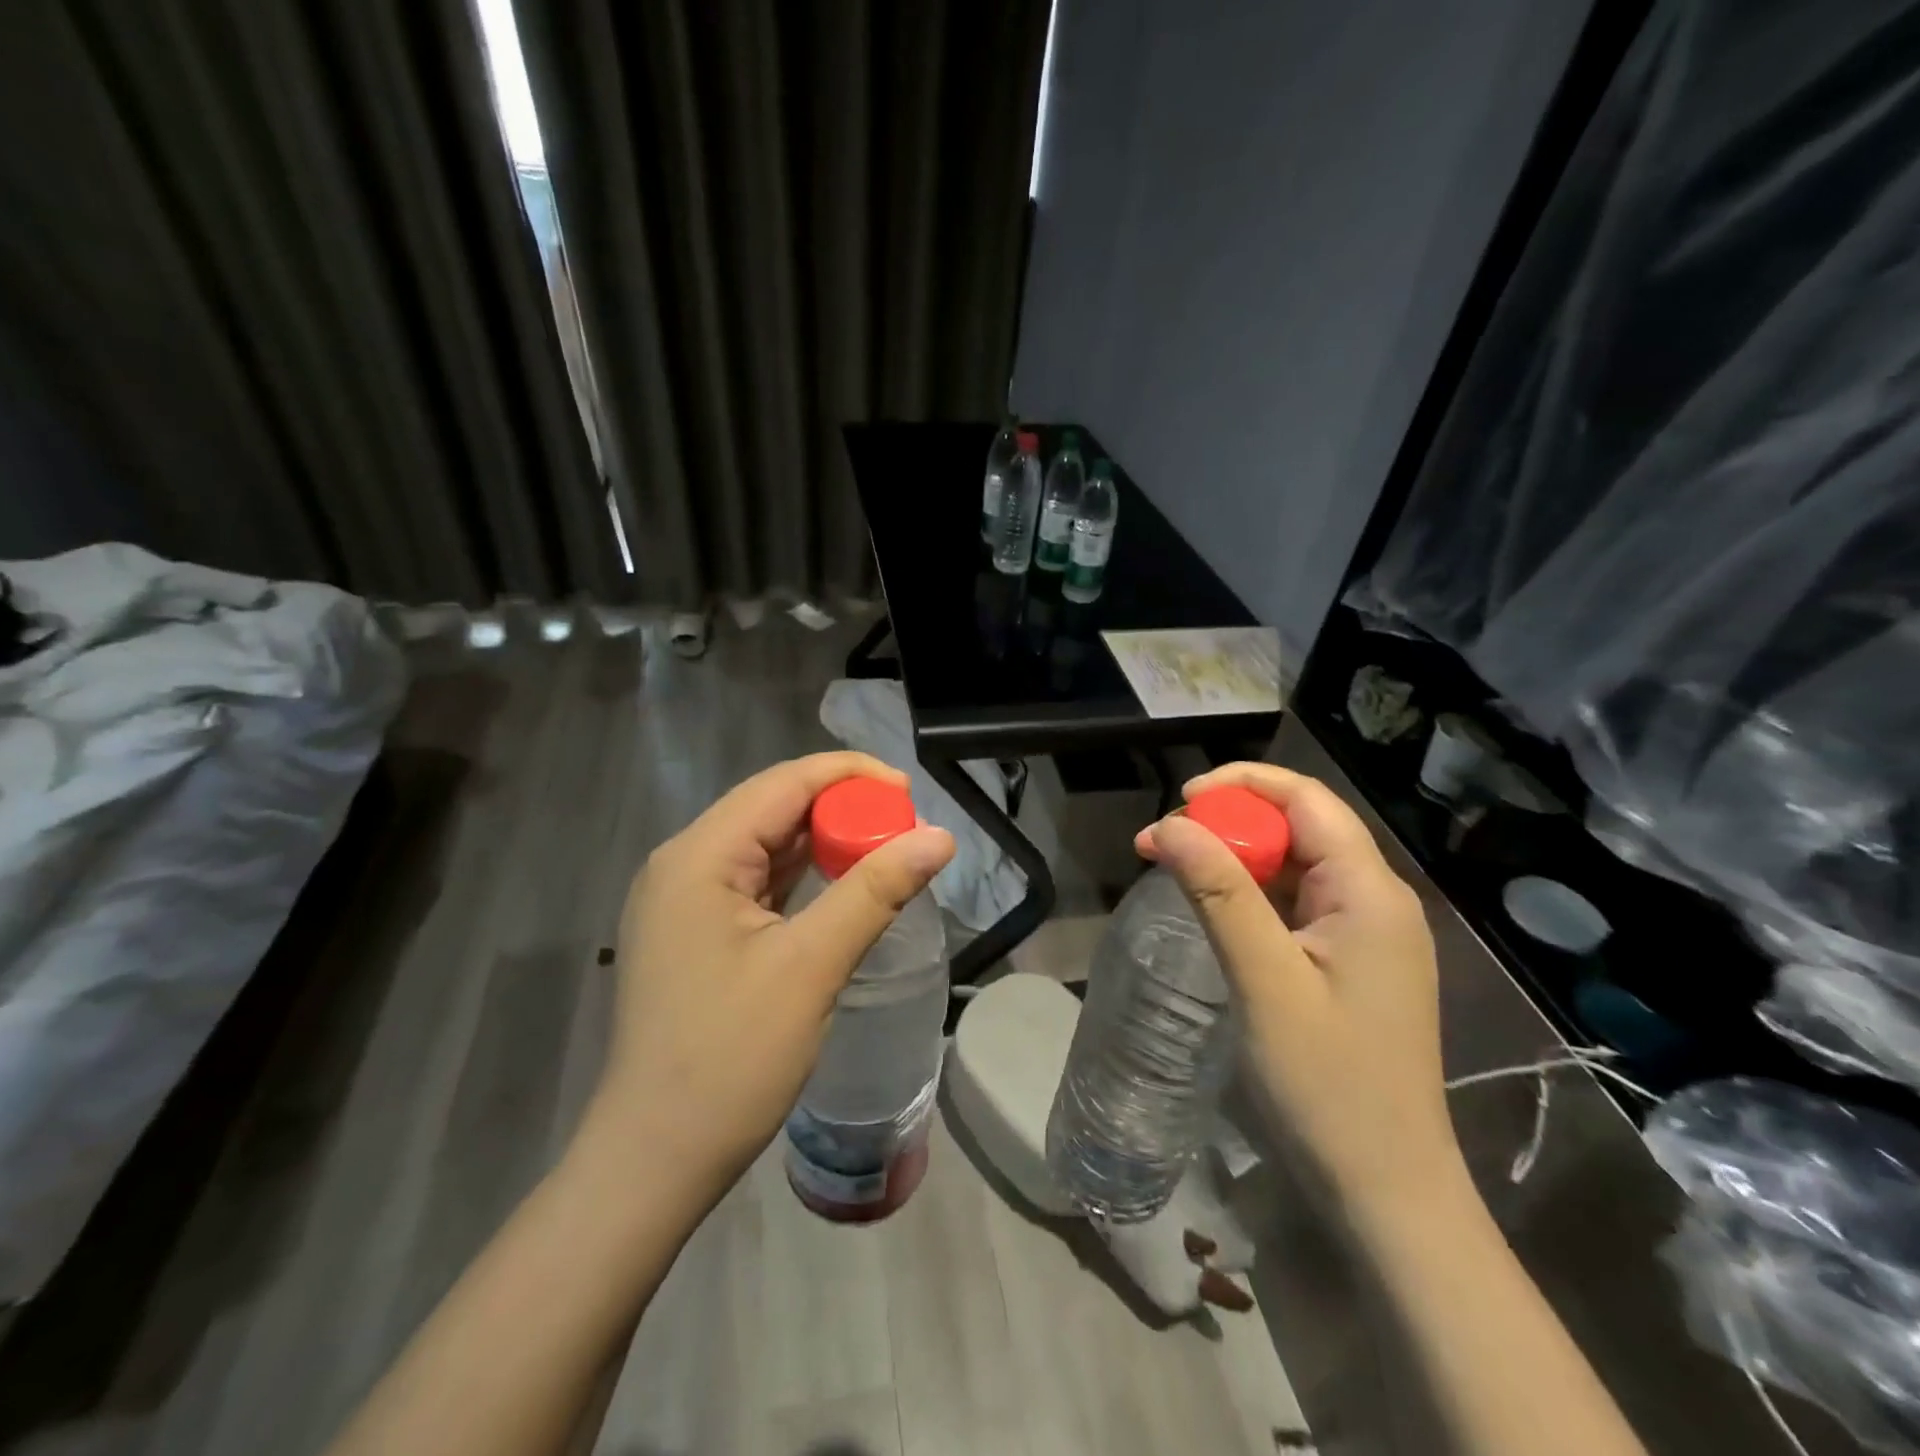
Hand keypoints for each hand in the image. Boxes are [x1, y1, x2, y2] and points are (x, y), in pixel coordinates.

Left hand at [589, 753, 954, 1205]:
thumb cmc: (730, 1058)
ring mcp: (686, 899)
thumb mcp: (812, 966)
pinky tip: (842, 885)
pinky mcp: (697, 931)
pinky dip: (804, 876)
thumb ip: (876, 890)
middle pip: (774, 808)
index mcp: (699, 856)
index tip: (910, 794)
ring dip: (825, 842)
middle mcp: (685, 863)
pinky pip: (758, 881)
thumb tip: (941, 837)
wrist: (656, 1159)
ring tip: (885, 851)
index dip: (850, 776)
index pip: (783, 783)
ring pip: (767, 844)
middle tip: (904, 829)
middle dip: (842, 809)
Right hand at [1135, 763, 1460, 1221]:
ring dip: (1237, 857)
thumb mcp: (1264, 981)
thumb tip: (1170, 823)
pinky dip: (1252, 893)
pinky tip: (1215, 909)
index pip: (1307, 800)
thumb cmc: (1327, 1084)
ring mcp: (1366, 933)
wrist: (1384, 1190)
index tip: (1180, 800)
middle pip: (1301, 826)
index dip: (1243, 785)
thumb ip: (1219, 893)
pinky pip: (1297, 903)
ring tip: (1178, 869)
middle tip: (1166, 843)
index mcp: (1369, 892)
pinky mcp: (1350, 962)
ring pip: (1296, 864)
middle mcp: (1375, 900)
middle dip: (1231, 822)